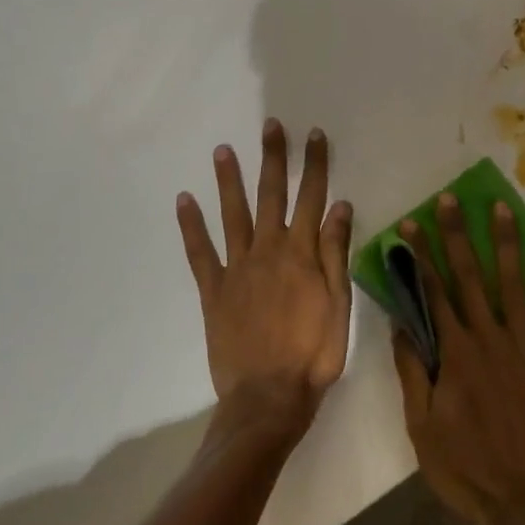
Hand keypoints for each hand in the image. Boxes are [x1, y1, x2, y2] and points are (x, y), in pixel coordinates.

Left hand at [176, 120, 352, 431]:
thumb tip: (340, 206)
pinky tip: (184, 200)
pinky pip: (200, 252)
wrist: (268, 398)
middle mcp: (268, 251)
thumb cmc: (313, 354)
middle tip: (270, 126)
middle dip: (273, 158)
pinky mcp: (213, 290)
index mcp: (302, 254)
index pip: (312, 197)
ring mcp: (237, 268)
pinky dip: (191, 225)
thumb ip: (336, 253)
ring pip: (233, 214)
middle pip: (272, 195)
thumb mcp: (340, 304)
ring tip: (222, 150)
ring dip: (229, 180)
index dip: (314, 165)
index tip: (315, 135)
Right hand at [391, 194, 524, 524]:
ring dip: (505, 242)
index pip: (433, 291)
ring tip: (500, 207)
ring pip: (514, 282)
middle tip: (450, 200)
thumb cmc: (469, 469)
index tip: (411, 224)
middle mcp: (490, 337)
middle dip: (457, 234)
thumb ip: (413, 372)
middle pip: (470, 275)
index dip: (422, 255)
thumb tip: (402, 323)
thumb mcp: (422, 428)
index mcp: (455, 353)